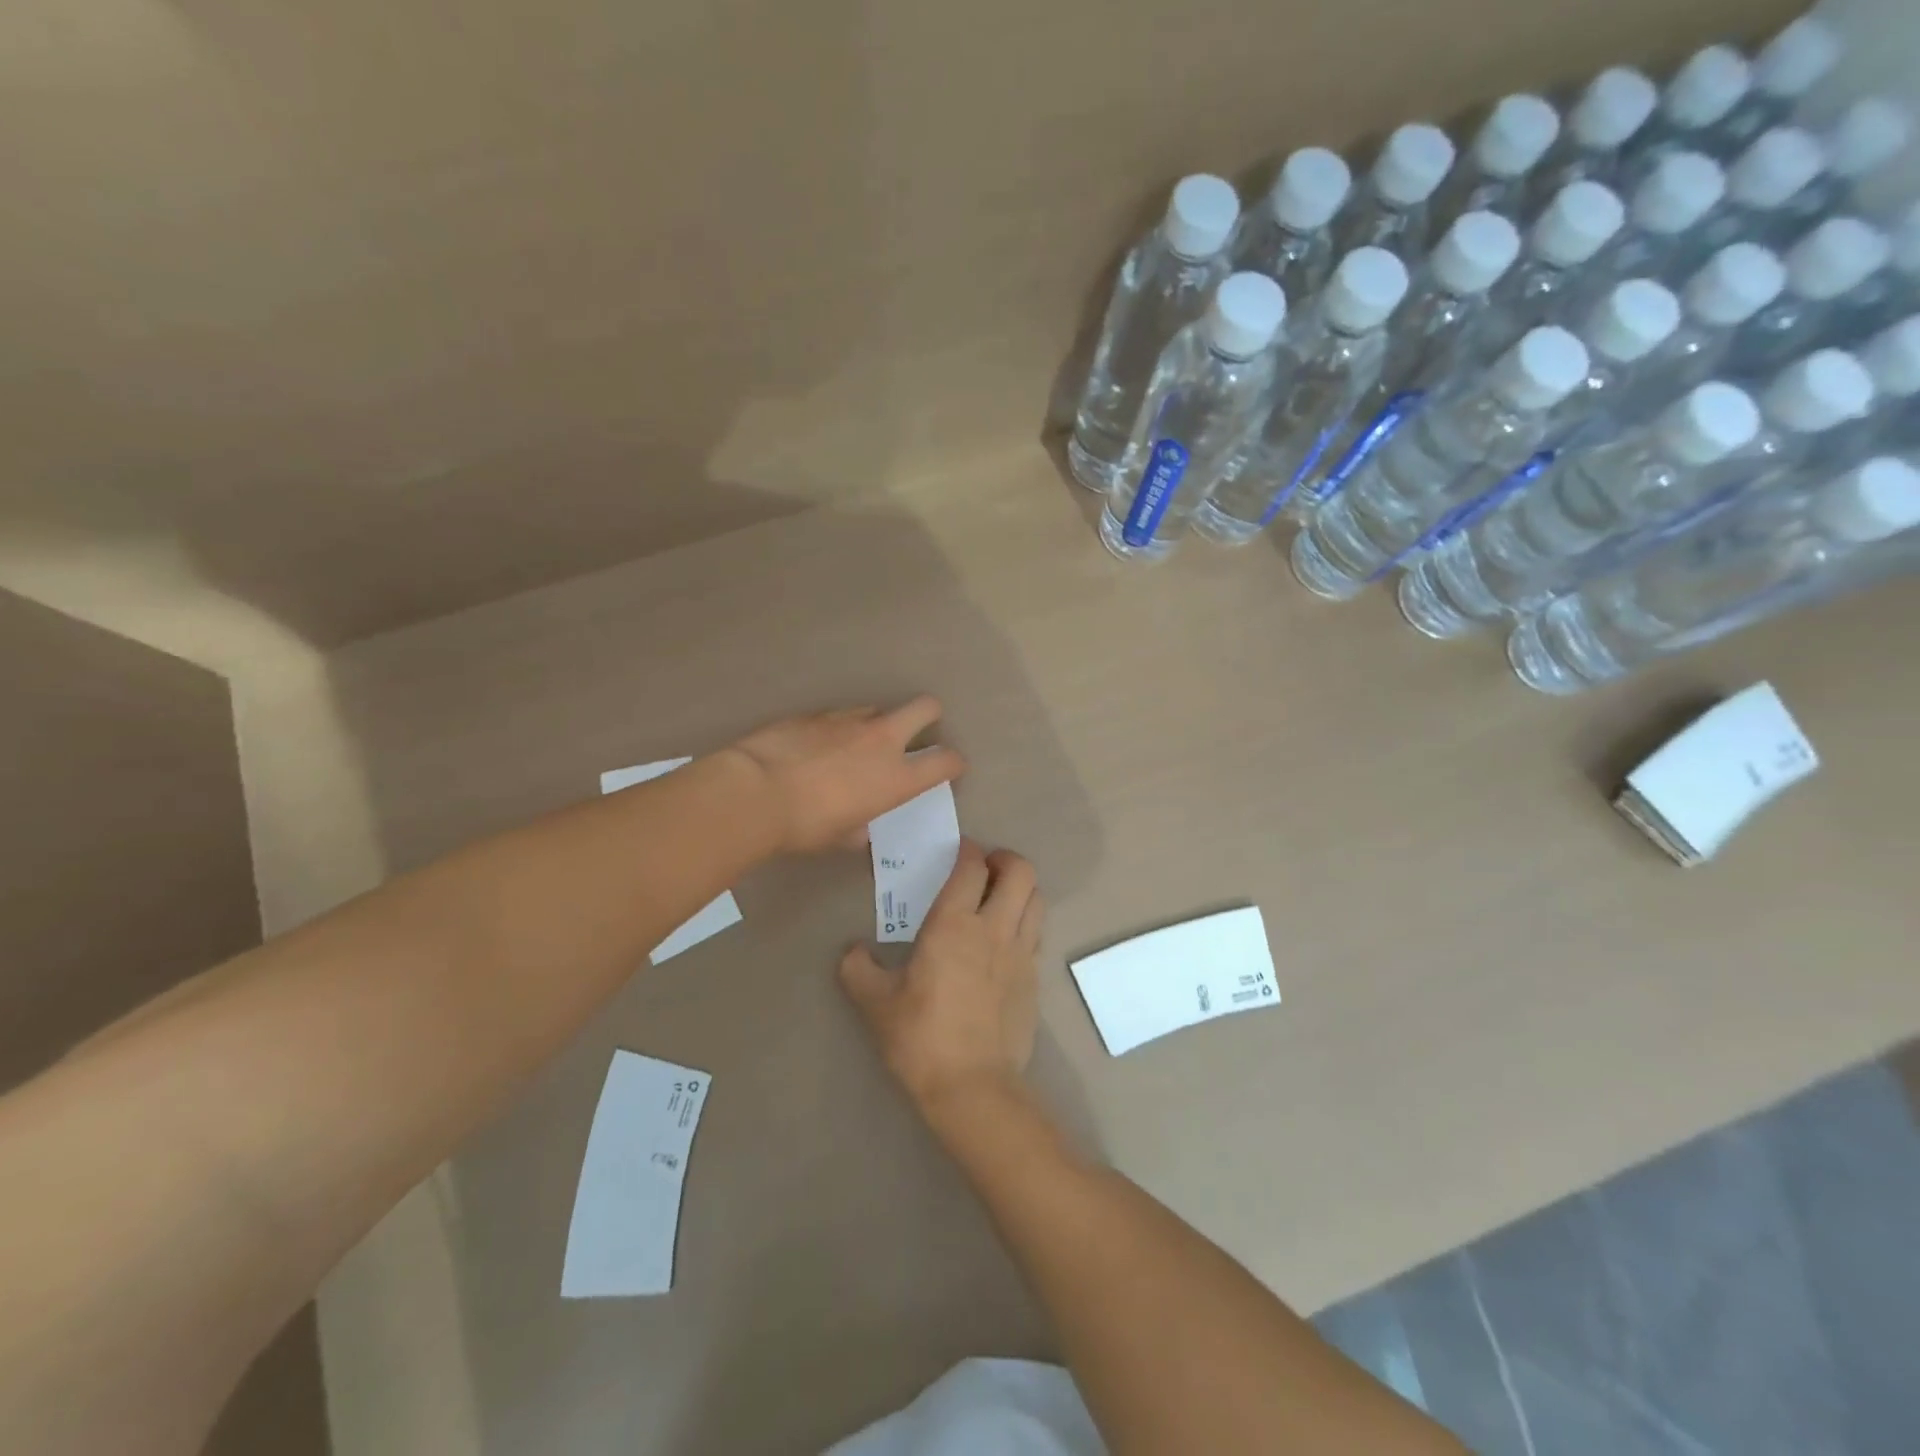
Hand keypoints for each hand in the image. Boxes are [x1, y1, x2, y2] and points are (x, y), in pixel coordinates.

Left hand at [727, 697, 965, 853]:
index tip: (948, 769)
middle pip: (925, 707)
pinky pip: (839, 715)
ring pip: (878, 708)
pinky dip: (837, 729)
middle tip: (917, 732)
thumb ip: (860, 827)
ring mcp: (848, 720)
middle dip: (930, 716)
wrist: (756, 792)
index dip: (953, 763)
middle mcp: (881, 740)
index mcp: (896, 778)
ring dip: (876, 723)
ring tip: (855, 744)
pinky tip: (817, 746)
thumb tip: (859, 827)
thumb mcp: (841, 837)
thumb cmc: (805, 826)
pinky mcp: (816, 713)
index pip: (946, 761)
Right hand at [839, 840, 1043, 1108]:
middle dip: (1004, 859)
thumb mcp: (874, 1003)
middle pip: (1020, 871)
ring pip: (1036, 898)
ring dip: (1021, 887)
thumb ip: (857, 968)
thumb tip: (853, 951)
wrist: (972, 1087)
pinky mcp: (1035, 978)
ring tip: (999, 897)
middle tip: (983, 869)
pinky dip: (1026, 920)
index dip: (967, 850)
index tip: (957, 852)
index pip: (971, 866)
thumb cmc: (920, 1038)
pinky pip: (1037, 932)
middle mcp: (994, 928)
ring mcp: (1021, 953)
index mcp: (954, 924)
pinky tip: (1005, 938)